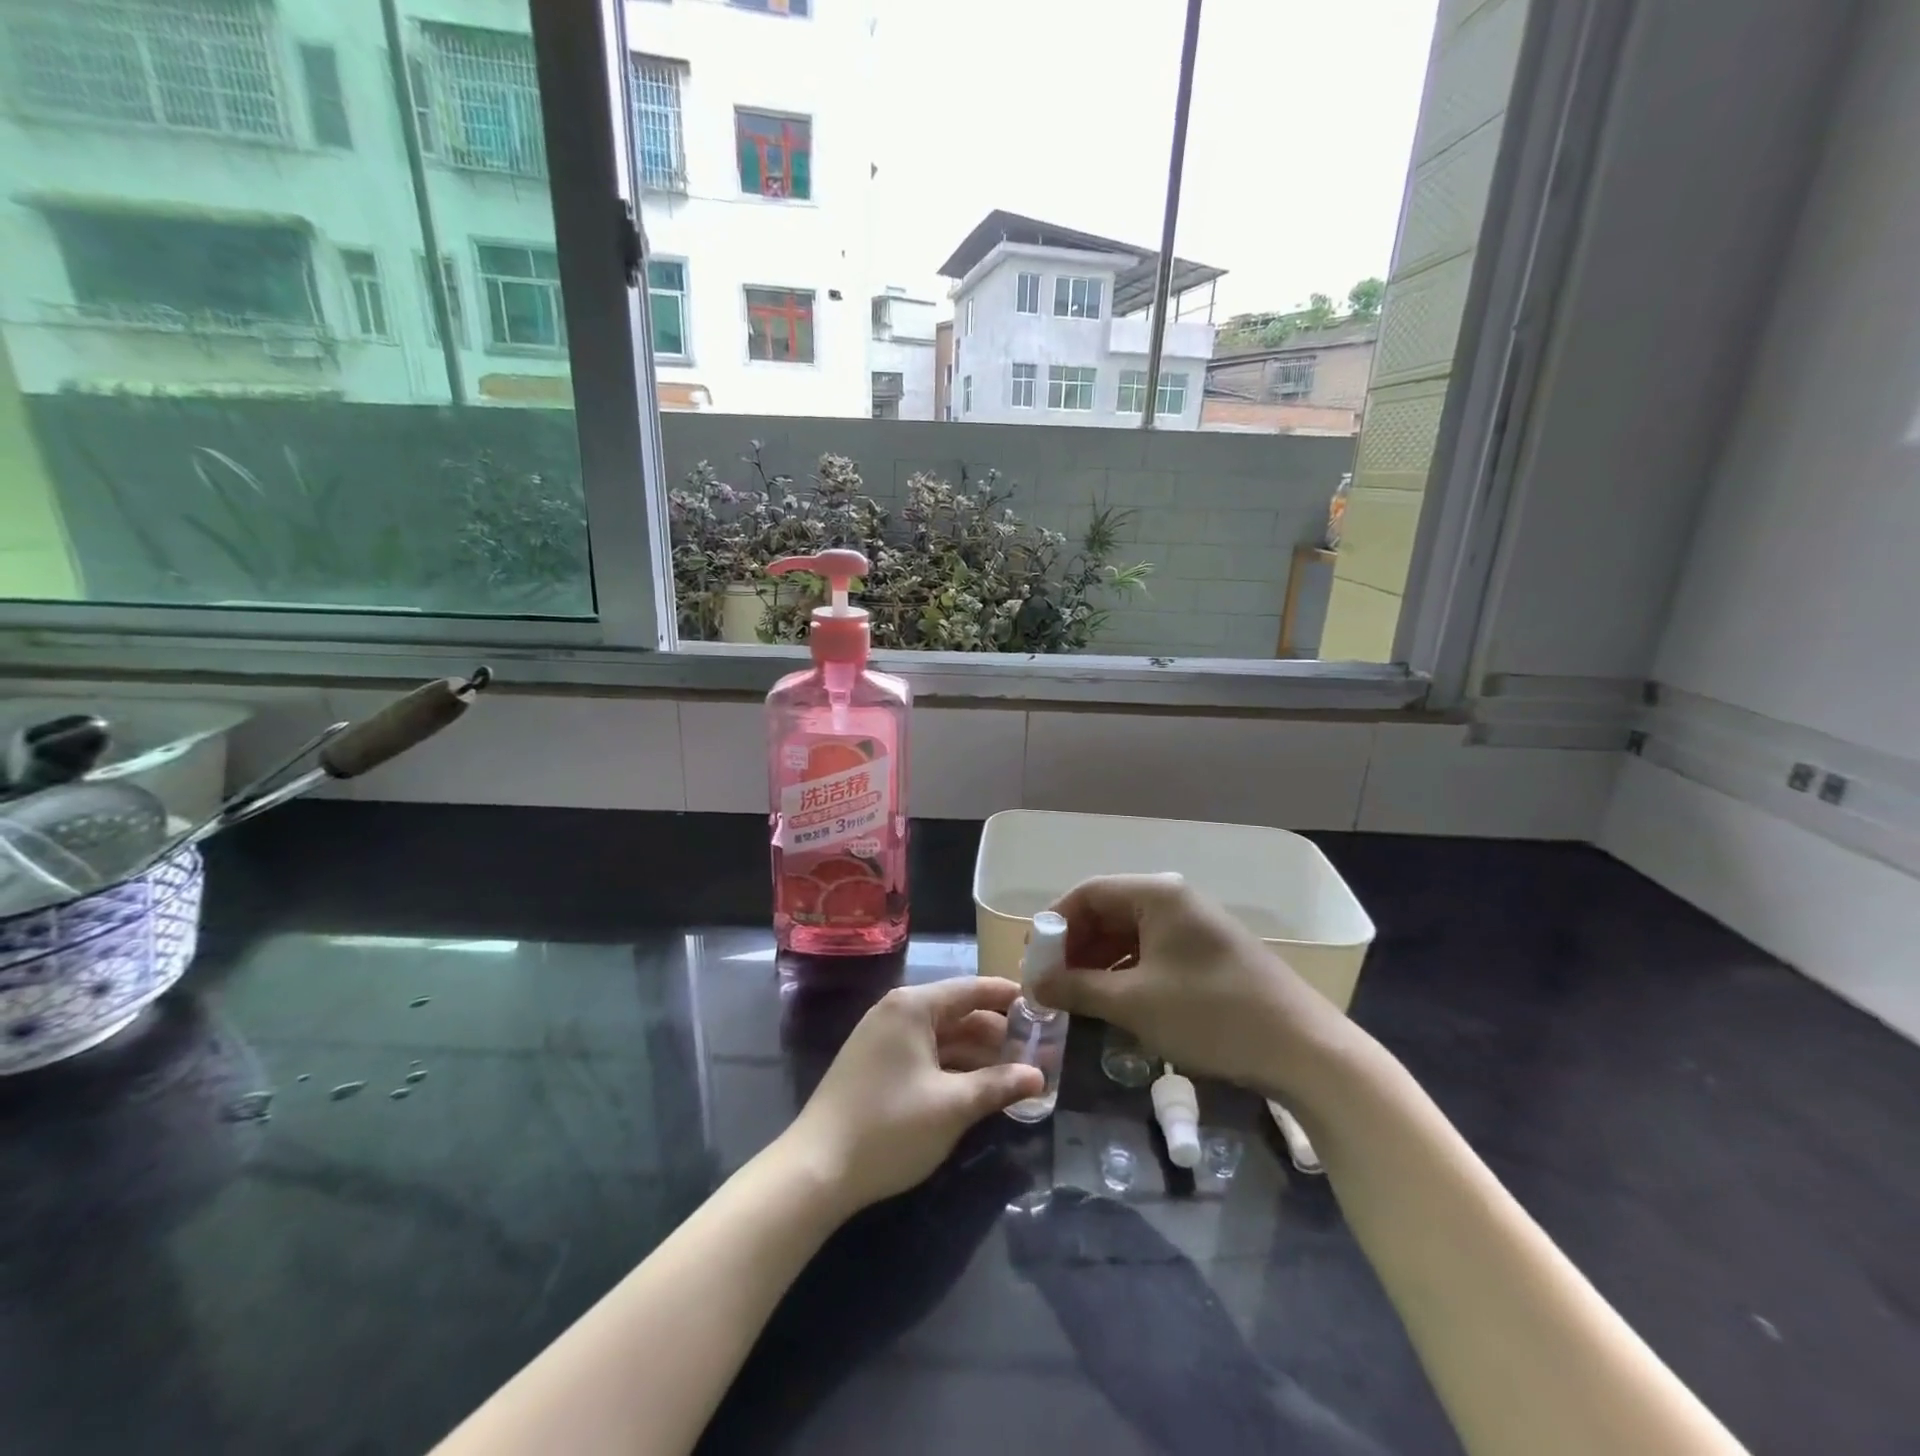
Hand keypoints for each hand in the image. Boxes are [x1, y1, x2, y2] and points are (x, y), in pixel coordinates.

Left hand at [786, 977, 1044, 1214]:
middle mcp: (896, 1012)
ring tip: (1016, 1071)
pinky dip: (952, 1066)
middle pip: (958, 1012)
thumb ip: (998, 1085)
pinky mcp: (875, 1065)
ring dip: (976, 1053)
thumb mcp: (952, 1106)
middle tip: (1037, 1049)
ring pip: (942, 1036)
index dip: (1008, 997)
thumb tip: (1038, 1075)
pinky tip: (977, 1086)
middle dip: (996, 1032)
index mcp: (913, 1007)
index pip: (971, 990)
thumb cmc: (890, 1127)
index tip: (1041, 1005)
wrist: (817, 1169)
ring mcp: (882, 1039)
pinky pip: (924, 1054)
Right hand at [1031, 874, 1354, 1101]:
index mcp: (1157, 895)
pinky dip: (1126, 972)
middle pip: (1108, 911)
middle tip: (1050, 984)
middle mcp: (1174, 901)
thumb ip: (1078, 989)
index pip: (1088, 893)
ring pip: (1129, 934)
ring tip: (1075, 997)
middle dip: (1075, 947)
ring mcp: (1194, 927)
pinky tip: (1113, 1001)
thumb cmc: (1211, 1015)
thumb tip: (1034, 987)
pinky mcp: (1207, 954)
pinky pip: (1152, 952)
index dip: (1055, 925)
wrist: (1303, 1050)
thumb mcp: (1134, 1003)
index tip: (1033, 961)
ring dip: (1098, 962)